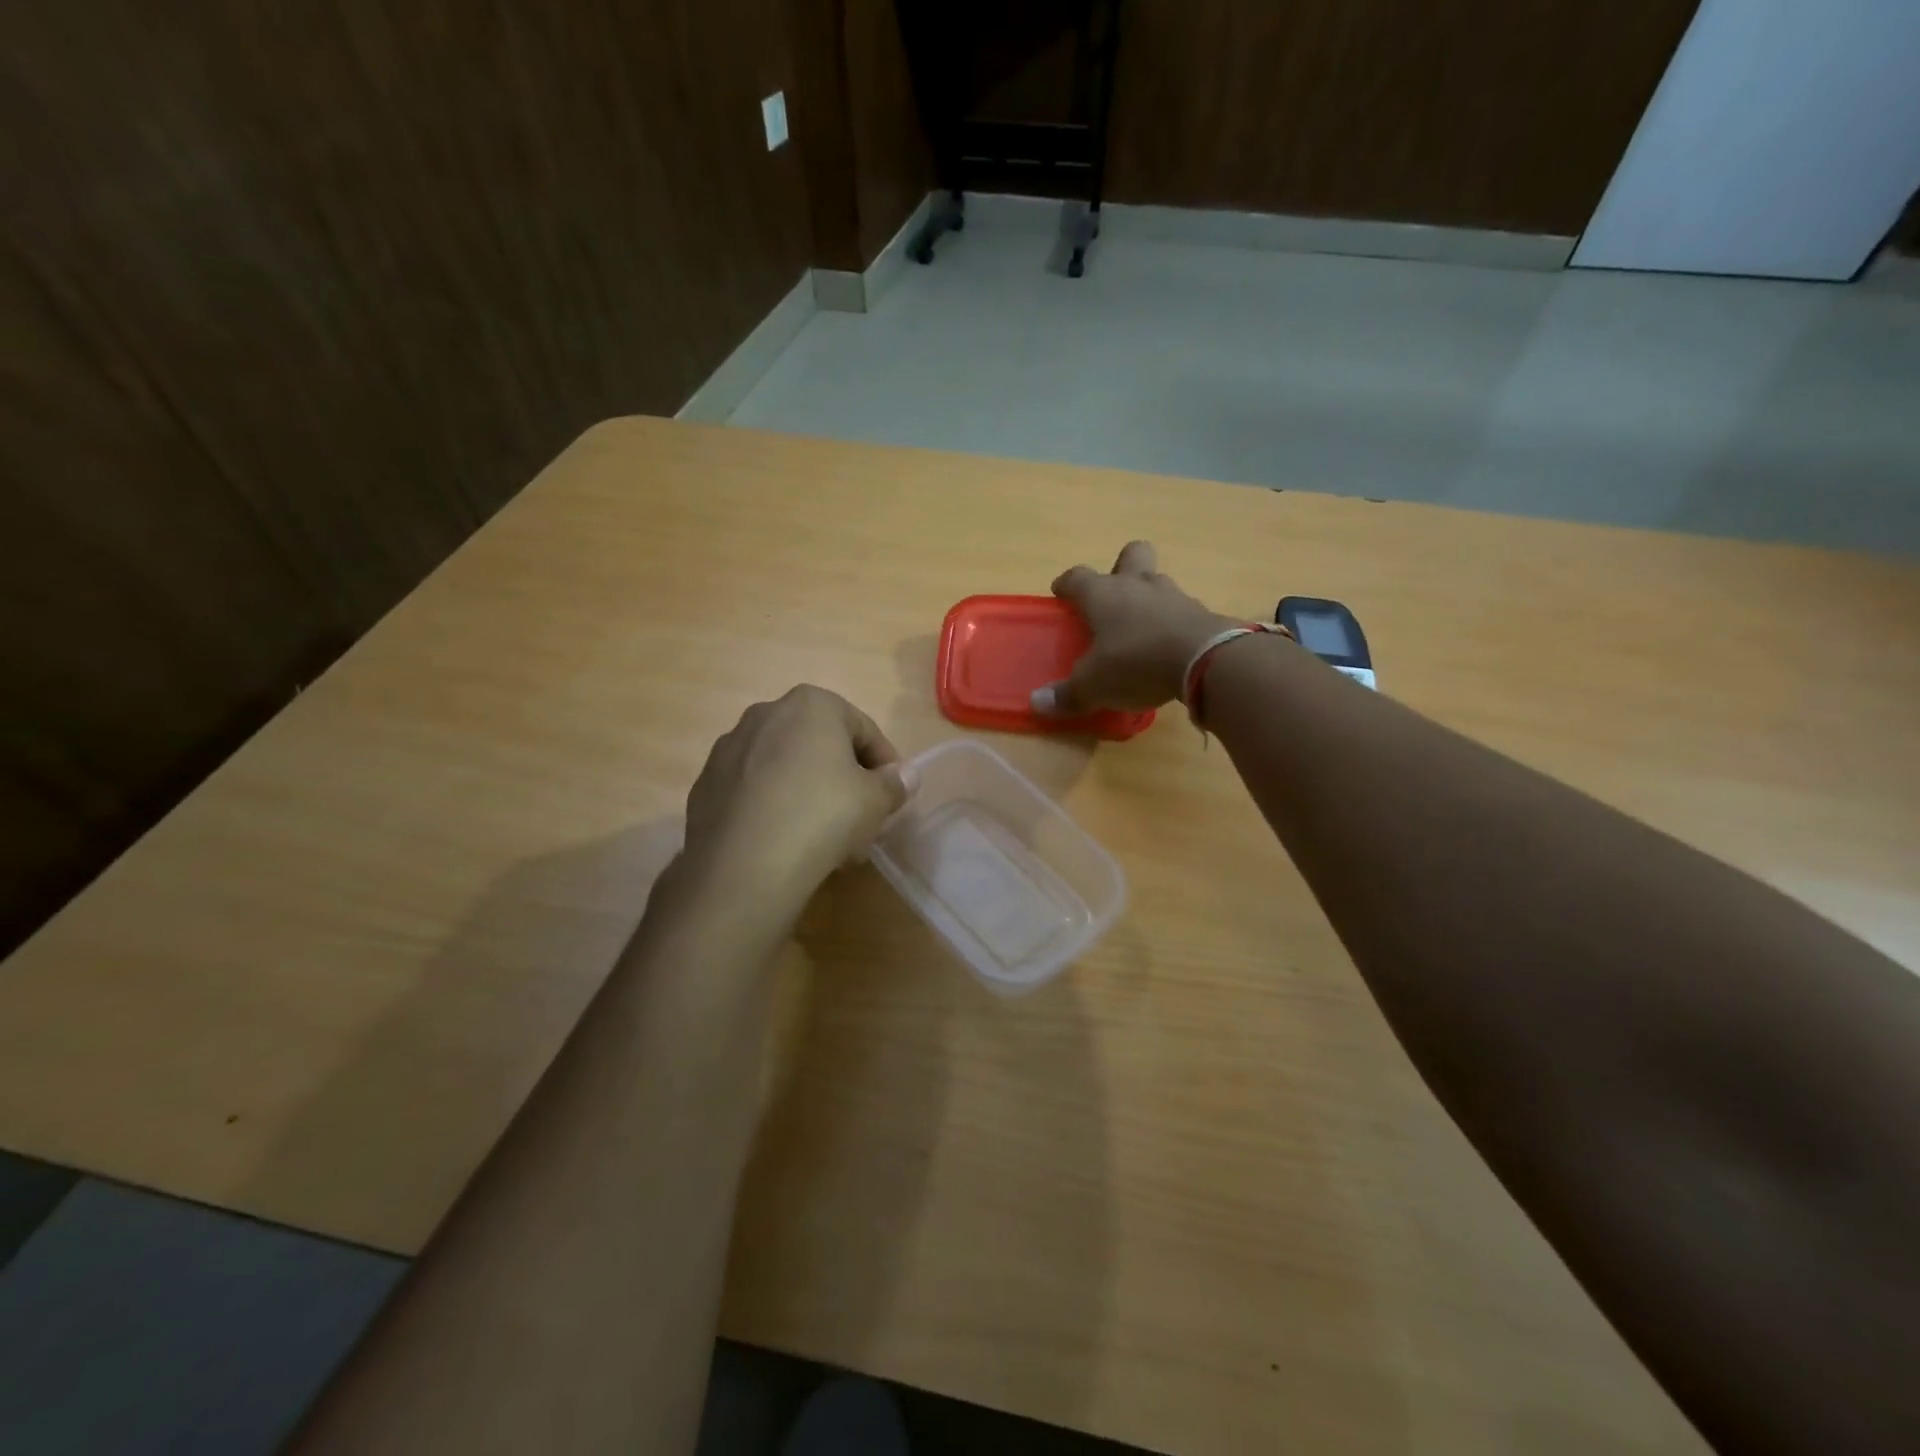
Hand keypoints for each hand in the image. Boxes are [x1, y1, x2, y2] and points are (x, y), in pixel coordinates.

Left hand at [681, 686, 915, 919]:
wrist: (743, 866)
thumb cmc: (822, 816)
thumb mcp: (875, 801)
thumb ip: (895, 783)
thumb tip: (906, 775)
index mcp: (811, 704)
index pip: (863, 729)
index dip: (885, 763)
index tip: (892, 795)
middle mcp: (765, 713)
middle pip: (820, 745)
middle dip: (844, 778)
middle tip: (860, 817)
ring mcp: (729, 748)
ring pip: (785, 767)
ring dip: (809, 792)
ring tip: (824, 837)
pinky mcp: (706, 784)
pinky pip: (754, 790)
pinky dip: (773, 806)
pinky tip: (785, 842)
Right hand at [1032, 541, 1235, 714]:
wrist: (1205, 660)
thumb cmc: (1135, 662)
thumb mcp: (1093, 686)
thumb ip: (1066, 694)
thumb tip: (1037, 703)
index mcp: (1102, 595)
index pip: (1077, 576)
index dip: (1066, 584)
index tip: (1060, 593)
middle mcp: (1137, 585)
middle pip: (1131, 554)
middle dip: (1121, 566)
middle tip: (1113, 594)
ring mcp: (1173, 596)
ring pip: (1158, 581)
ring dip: (1149, 597)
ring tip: (1143, 626)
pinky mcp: (1202, 613)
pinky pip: (1182, 610)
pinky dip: (1174, 623)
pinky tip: (1170, 646)